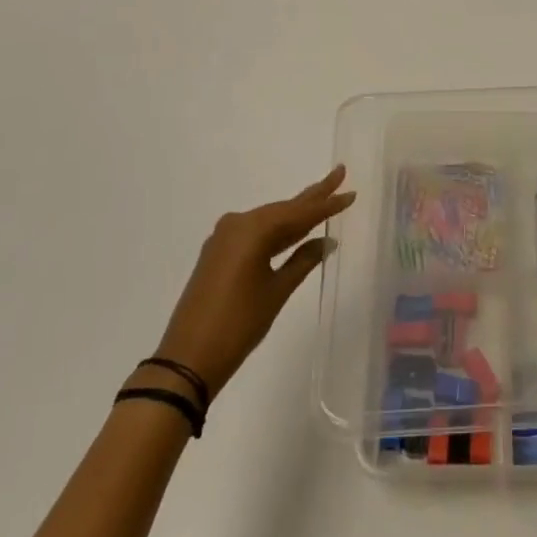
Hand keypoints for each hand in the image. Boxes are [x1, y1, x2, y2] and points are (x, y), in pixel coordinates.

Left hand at [151, 166, 355, 402]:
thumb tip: (327, 241)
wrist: (186, 361)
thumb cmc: (238, 325)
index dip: (327, 203)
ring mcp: (224, 237)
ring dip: (295, 216)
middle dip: (312, 196)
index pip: (300, 213)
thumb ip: (303, 261)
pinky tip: (294, 231)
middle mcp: (238, 224)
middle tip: (339, 175)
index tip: (350, 191)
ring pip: (269, 221)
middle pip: (284, 209)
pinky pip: (255, 233)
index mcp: (254, 229)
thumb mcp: (277, 292)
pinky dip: (277, 232)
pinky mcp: (218, 253)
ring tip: (323, 202)